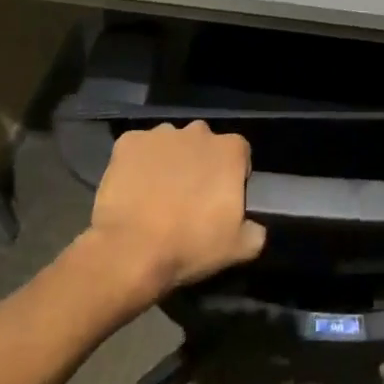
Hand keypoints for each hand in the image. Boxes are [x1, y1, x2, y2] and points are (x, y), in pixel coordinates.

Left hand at [81, 122, 266, 299]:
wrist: (130, 251)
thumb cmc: (190, 245)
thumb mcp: (240, 248)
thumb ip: (255, 230)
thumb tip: (254, 226)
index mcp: (230, 150)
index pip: (240, 153)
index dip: (232, 175)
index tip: (222, 199)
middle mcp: (198, 132)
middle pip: (204, 144)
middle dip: (200, 164)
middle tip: (189, 198)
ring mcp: (160, 134)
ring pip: (170, 144)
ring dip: (169, 162)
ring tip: (157, 195)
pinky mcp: (128, 142)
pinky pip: (138, 148)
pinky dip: (137, 163)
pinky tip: (133, 189)